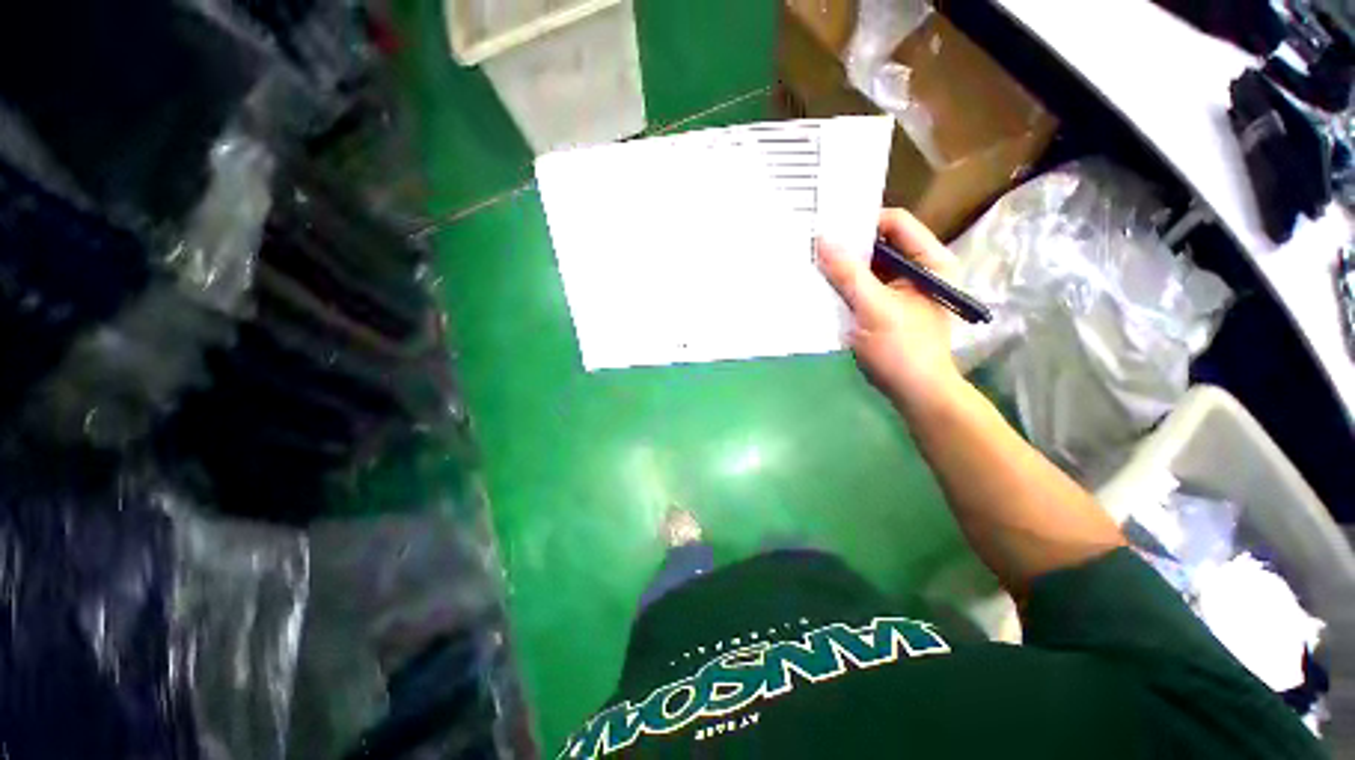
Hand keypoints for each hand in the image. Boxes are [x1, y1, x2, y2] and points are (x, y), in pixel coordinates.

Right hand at [818, 209, 965, 414]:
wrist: (914, 392)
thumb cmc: (902, 349)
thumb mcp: (874, 309)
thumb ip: (849, 274)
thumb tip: (822, 240)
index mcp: (929, 261)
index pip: (895, 223)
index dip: (863, 221)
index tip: (828, 227)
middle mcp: (916, 268)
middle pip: (879, 244)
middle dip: (847, 245)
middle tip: (814, 244)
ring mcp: (899, 289)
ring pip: (867, 267)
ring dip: (842, 266)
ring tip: (812, 262)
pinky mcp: (883, 306)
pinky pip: (861, 286)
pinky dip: (842, 285)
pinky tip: (820, 285)